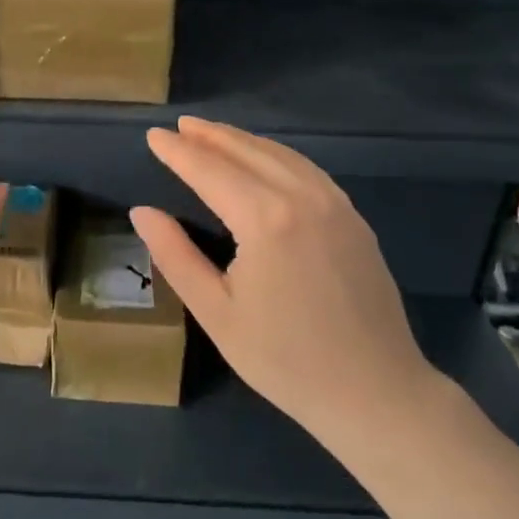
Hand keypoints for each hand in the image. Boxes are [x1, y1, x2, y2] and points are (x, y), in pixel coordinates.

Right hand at [131, 118, 441, 450]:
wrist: (376, 392)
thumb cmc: (285, 360)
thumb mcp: (216, 313)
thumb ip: (175, 255)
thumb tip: (142, 212)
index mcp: (265, 219)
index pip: (210, 170)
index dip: (178, 152)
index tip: (153, 135)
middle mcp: (303, 198)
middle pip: (247, 152)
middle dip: (210, 136)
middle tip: (179, 126)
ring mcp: (336, 205)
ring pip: (281, 156)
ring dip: (243, 140)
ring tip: (213, 134)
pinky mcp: (354, 219)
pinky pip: (308, 171)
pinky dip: (276, 155)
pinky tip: (264, 160)